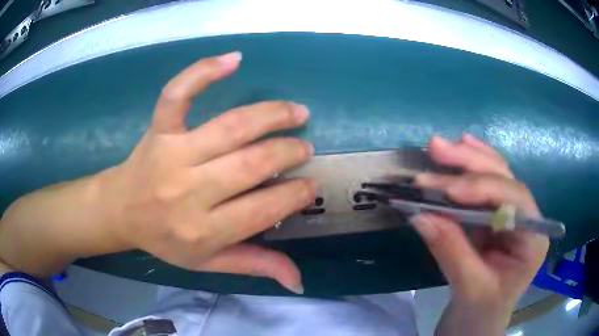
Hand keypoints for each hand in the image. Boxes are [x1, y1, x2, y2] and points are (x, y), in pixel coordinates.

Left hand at [99, 52, 314, 292]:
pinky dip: (204, 71)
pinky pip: (179, 93)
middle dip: (288, 153)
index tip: (309, 185)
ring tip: (296, 112)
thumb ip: (254, 265)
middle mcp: (188, 191)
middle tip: (304, 148)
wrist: (121, 211)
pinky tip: (234, 59)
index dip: (294, 195)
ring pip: (230, 127)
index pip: (262, 209)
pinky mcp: (159, 128)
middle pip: (251, 164)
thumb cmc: (165, 239)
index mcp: (202, 230)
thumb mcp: (208, 263)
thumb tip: (299, 280)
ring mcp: (172, 153)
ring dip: (271, 116)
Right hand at [409, 135, 548, 334]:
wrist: (476, 323)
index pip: (514, 199)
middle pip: (504, 178)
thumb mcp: (469, 288)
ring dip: (466, 159)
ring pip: (494, 175)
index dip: (482, 188)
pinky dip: (469, 167)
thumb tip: (419, 214)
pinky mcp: (492, 217)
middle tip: (436, 148)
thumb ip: (450, 250)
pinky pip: (483, 185)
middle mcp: (526, 218)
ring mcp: (510, 215)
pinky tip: (462, 147)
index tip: (447, 190)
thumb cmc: (481, 313)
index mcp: (533, 238)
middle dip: (470, 163)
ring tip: (440, 147)